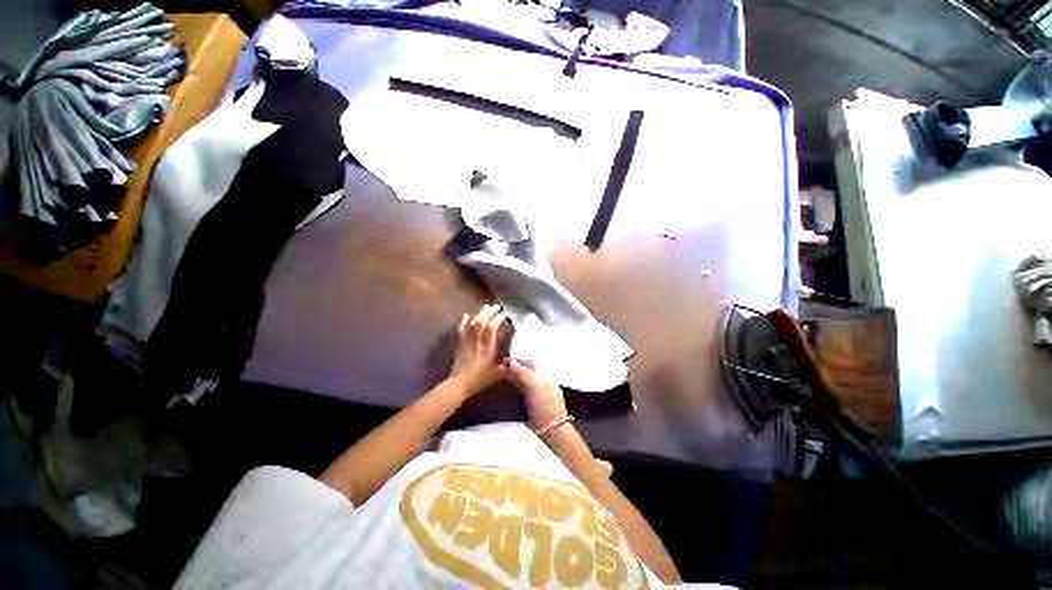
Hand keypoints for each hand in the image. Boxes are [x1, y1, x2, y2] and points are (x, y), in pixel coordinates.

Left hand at [449, 305, 508, 396]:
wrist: (458, 385)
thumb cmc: (478, 381)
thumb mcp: (496, 375)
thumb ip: (506, 367)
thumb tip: (515, 361)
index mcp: (487, 349)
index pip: (492, 330)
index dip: (498, 319)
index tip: (505, 314)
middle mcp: (477, 343)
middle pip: (482, 323)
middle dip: (489, 313)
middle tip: (497, 306)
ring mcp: (467, 342)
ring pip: (473, 324)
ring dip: (480, 314)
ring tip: (486, 307)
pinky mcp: (460, 344)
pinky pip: (462, 330)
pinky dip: (464, 322)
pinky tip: (467, 315)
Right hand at [506, 359, 567, 430]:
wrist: (551, 431)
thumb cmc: (548, 408)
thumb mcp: (536, 386)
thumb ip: (524, 373)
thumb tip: (512, 362)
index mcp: (545, 377)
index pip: (530, 364)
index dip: (519, 361)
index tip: (507, 359)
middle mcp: (540, 385)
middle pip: (524, 373)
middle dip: (512, 369)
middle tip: (500, 365)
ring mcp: (534, 396)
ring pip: (520, 382)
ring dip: (510, 377)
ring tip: (499, 372)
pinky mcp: (528, 407)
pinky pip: (518, 393)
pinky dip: (510, 387)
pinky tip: (504, 385)